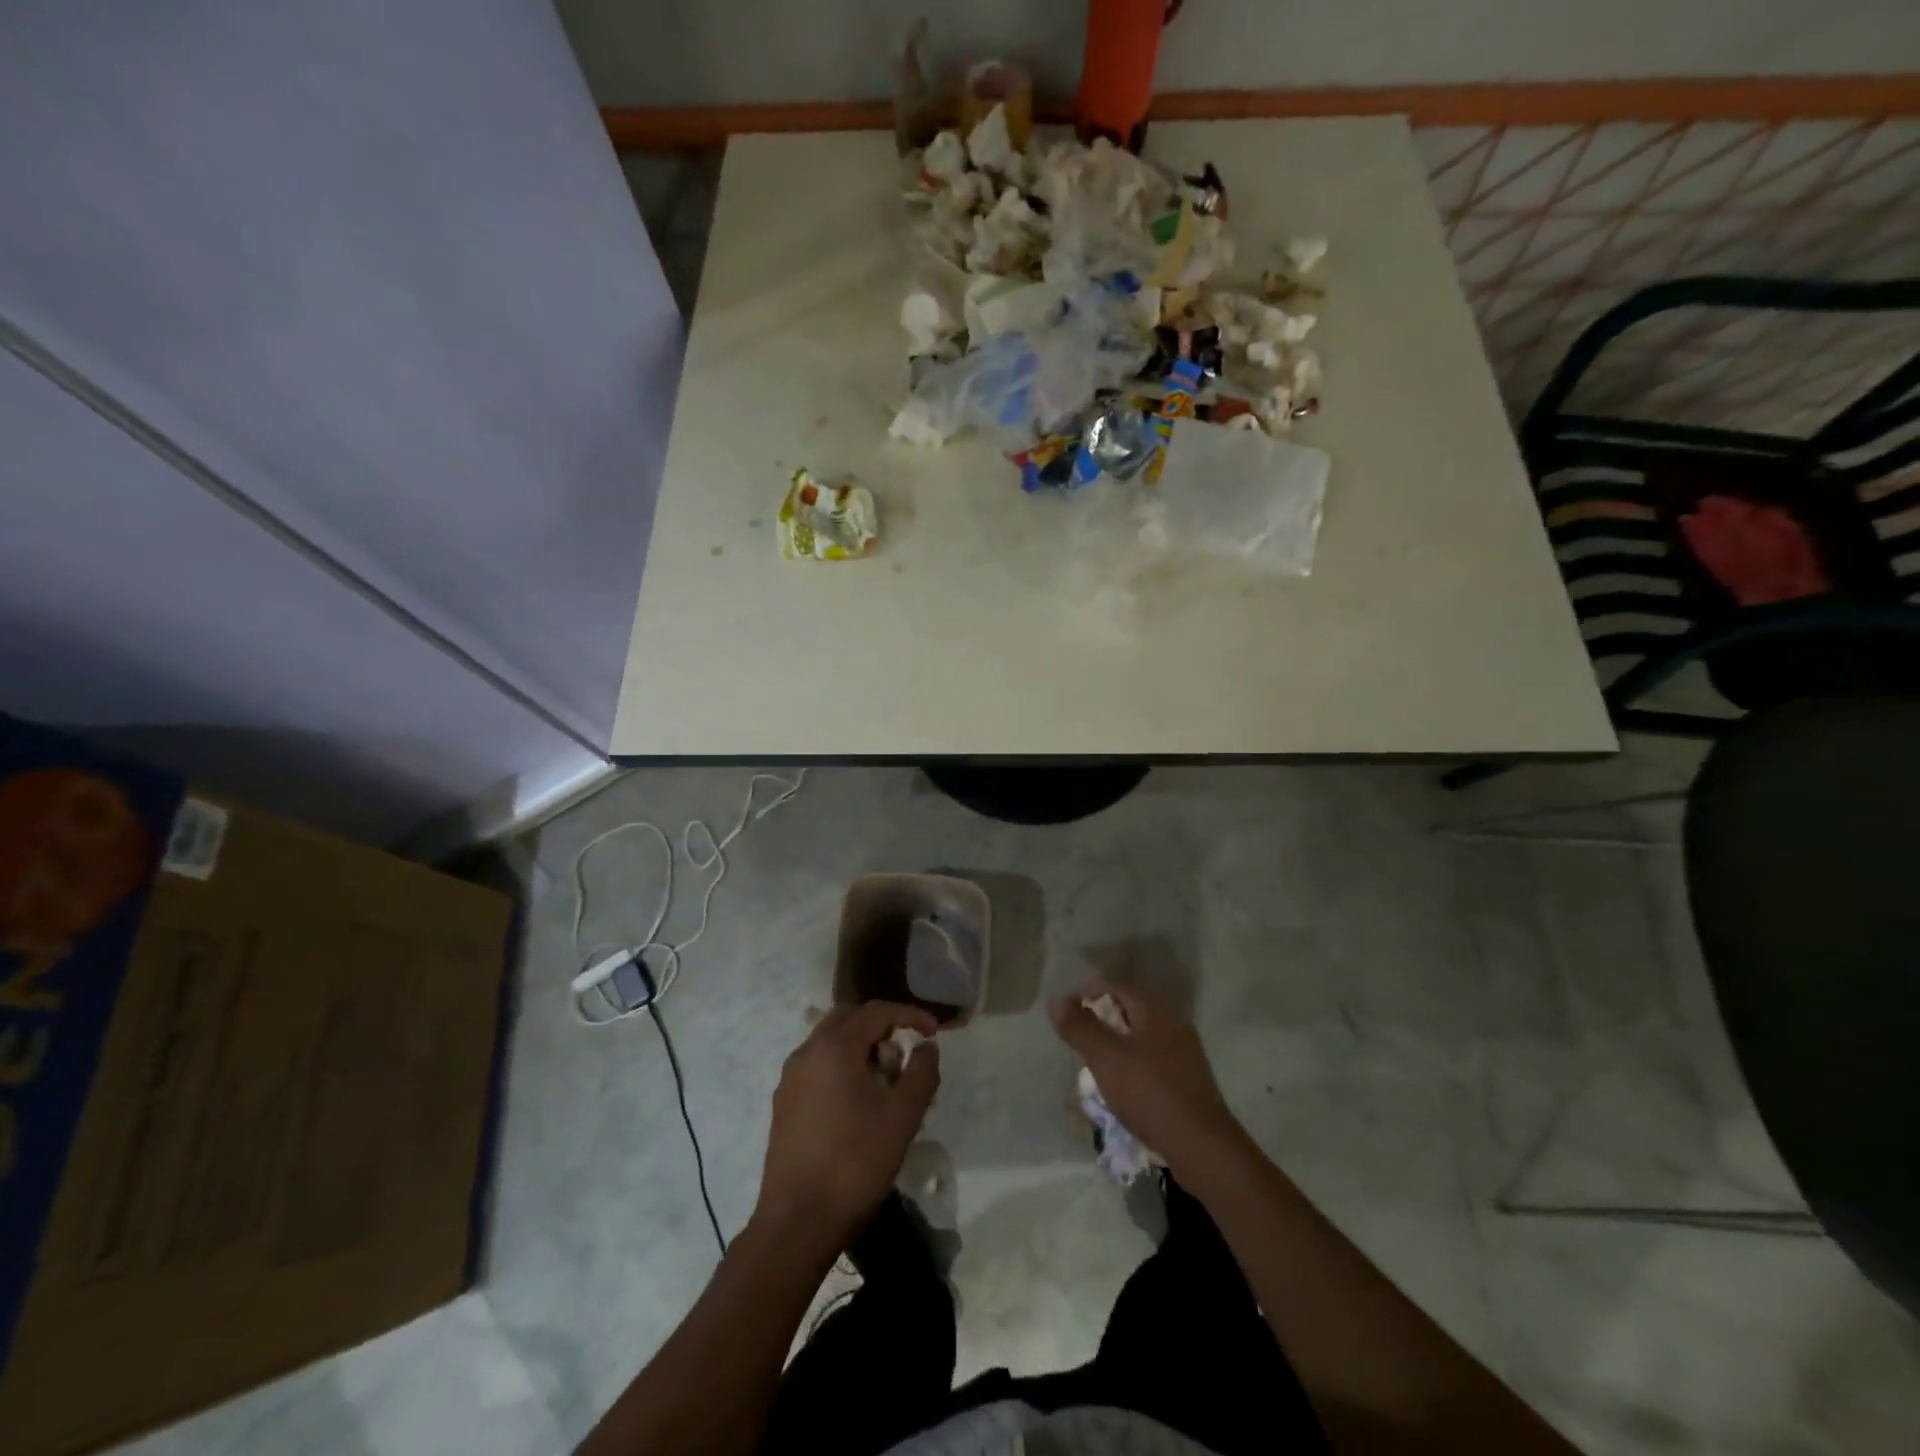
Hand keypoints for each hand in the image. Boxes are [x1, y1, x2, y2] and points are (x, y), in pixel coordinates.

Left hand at [755, 1002, 940, 1253]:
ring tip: (887, 1081)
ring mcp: (790, 1078)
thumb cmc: (854, 1163)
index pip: (877, 1011)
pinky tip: (859, 1102)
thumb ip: (921, 1074)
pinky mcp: (784, 1103)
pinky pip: (818, 1066)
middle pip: (850, 1019)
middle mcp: (807, 1052)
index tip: (935, 1032)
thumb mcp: (902, 1117)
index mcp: (834, 1046)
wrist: (796, 1223)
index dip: (909, 1015)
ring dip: (862, 1048)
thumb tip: (927, 1047)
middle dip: (882, 1027)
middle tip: (907, 1052)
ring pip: (831, 1042)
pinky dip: (843, 1067)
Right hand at [1051, 979, 1243, 1178]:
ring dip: (1117, 1043)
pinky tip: (1123, 1085)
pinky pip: (1153, 1059)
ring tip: (1096, 1062)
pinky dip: (1133, 1063)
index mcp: (1156, 1010)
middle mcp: (1174, 1024)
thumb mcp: (1106, 1058)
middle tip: (1079, 1036)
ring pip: (1142, 1036)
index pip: (1117, 986)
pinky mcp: (1188, 1080)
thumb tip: (1056, 1001)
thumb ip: (1080, 1027)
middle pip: (1131, 1009)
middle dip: (1102, 1018)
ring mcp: (1185, 1053)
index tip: (1067, 1012)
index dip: (1088, 993)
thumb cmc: (1150, 1093)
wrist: (1202, 1147)